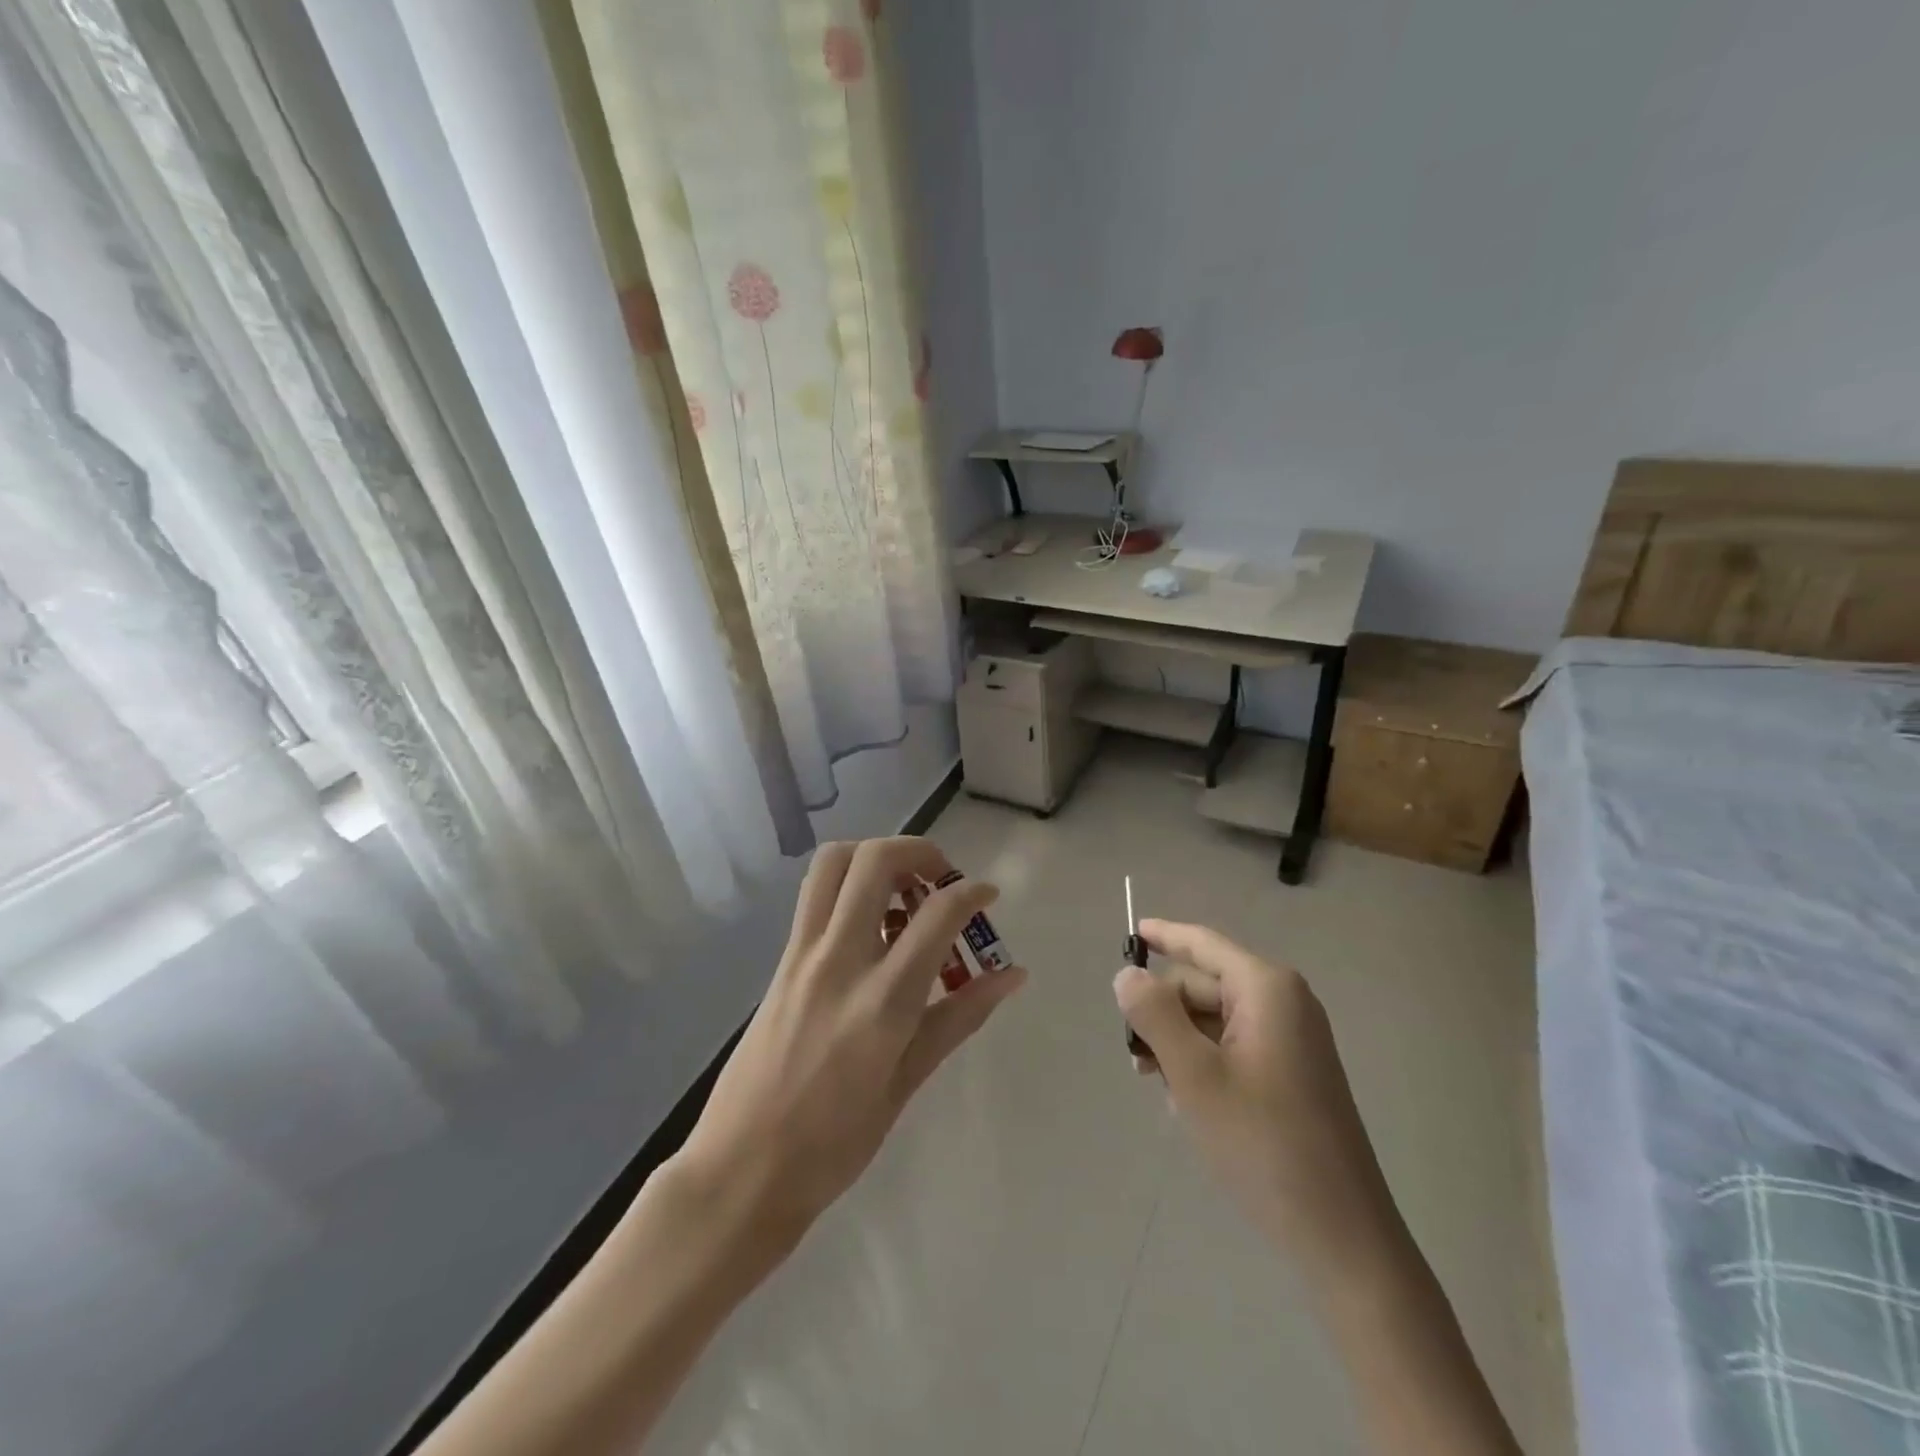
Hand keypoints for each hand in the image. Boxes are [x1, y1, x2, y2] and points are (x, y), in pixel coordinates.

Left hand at [678, 837, 1026, 1242]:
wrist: (740, 1170)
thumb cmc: (834, 1144)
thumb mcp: (907, 1083)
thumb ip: (959, 1017)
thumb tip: (1012, 974)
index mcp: (882, 1000)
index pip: (936, 914)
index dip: (971, 892)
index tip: (988, 894)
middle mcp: (840, 960)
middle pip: (875, 861)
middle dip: (919, 851)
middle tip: (941, 879)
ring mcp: (803, 955)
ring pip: (834, 863)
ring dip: (875, 856)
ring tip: (903, 890)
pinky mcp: (781, 961)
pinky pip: (815, 895)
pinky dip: (849, 884)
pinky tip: (870, 926)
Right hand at [1113, 919, 1391, 1254]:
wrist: (1342, 1236)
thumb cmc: (1263, 1144)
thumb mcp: (1194, 1075)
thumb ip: (1154, 1015)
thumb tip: (1127, 974)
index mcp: (1266, 989)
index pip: (1202, 944)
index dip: (1163, 935)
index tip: (1128, 933)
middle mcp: (1283, 1002)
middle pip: (1203, 985)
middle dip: (1164, 1012)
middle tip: (1134, 1056)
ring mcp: (1291, 1038)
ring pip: (1214, 1019)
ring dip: (1179, 1042)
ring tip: (1156, 1084)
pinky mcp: (1292, 1072)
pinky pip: (1233, 1046)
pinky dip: (1203, 1061)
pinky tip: (1187, 1100)